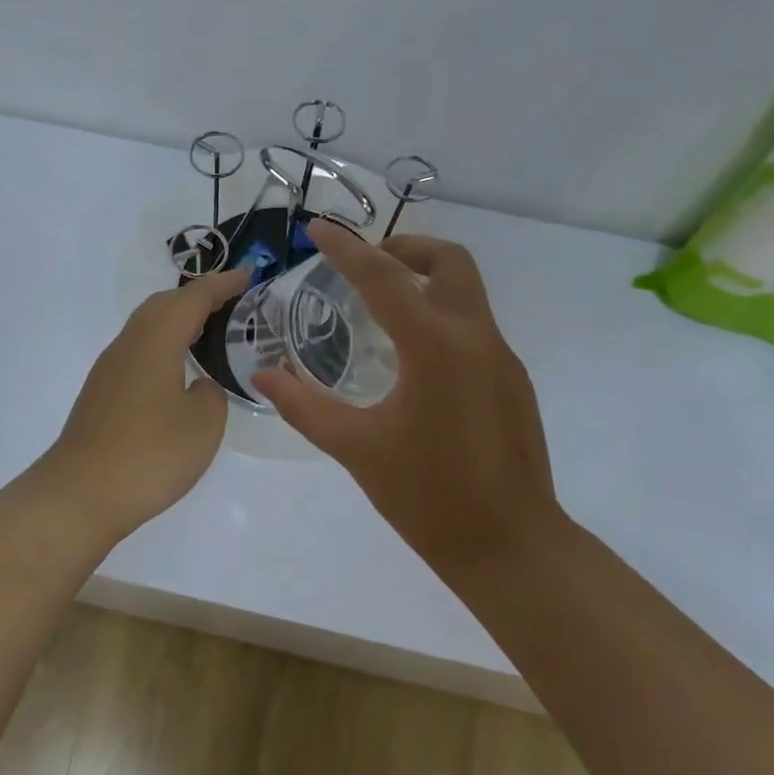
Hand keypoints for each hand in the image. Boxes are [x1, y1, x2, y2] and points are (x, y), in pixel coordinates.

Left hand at [39, 269, 248, 538]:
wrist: (81, 494)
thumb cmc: (150, 453)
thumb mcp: (204, 422)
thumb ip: (211, 392)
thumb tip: (197, 386)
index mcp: (156, 339)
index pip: (193, 297)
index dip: (223, 284)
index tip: (249, 276)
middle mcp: (129, 343)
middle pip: (164, 303)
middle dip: (198, 296)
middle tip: (233, 301)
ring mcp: (110, 368)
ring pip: (148, 326)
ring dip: (179, 320)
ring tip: (210, 331)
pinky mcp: (102, 392)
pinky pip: (139, 351)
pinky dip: (164, 345)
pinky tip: (178, 369)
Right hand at [252, 222, 564, 571]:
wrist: (510, 547)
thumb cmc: (427, 497)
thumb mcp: (355, 449)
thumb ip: (304, 406)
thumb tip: (262, 376)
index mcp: (433, 347)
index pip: (383, 278)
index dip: (346, 248)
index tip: (317, 227)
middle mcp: (474, 338)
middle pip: (449, 262)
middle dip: (405, 248)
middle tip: (366, 262)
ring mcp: (501, 357)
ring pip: (467, 290)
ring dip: (426, 278)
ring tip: (382, 303)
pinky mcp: (512, 380)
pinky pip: (474, 325)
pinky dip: (441, 314)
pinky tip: (414, 355)